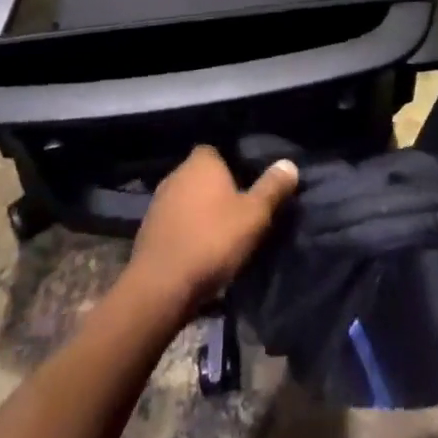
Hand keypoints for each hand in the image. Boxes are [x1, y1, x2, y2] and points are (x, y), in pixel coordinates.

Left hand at [125, 146, 299, 316]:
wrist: (160, 287)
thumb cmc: (212, 241)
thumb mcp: (254, 215)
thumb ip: (272, 188)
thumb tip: (289, 164)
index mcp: (201, 162)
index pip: (217, 151)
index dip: (233, 167)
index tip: (247, 187)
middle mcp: (176, 174)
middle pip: (202, 177)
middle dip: (217, 192)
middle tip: (239, 214)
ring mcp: (158, 203)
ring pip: (187, 201)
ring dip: (201, 214)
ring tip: (221, 237)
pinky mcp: (147, 231)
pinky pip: (175, 224)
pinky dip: (186, 233)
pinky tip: (198, 254)